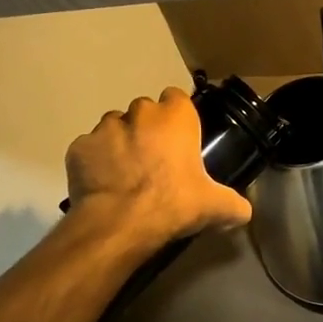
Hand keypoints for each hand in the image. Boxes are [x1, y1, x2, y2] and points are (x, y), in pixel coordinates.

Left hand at [65, 88, 252, 247]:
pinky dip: (94, 162)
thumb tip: (244, 211)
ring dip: (119, 142)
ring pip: (113, 127)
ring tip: (125, 173)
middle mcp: (139, 112)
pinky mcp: (78, 147)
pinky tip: (101, 185)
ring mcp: (104, 128)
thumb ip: (234, 204)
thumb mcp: (214, 206)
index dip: (177, 116)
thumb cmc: (173, 203)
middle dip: (147, 129)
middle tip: (154, 160)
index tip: (179, 139)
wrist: (119, 223)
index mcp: (174, 117)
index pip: (176, 98)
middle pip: (144, 111)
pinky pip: (88, 149)